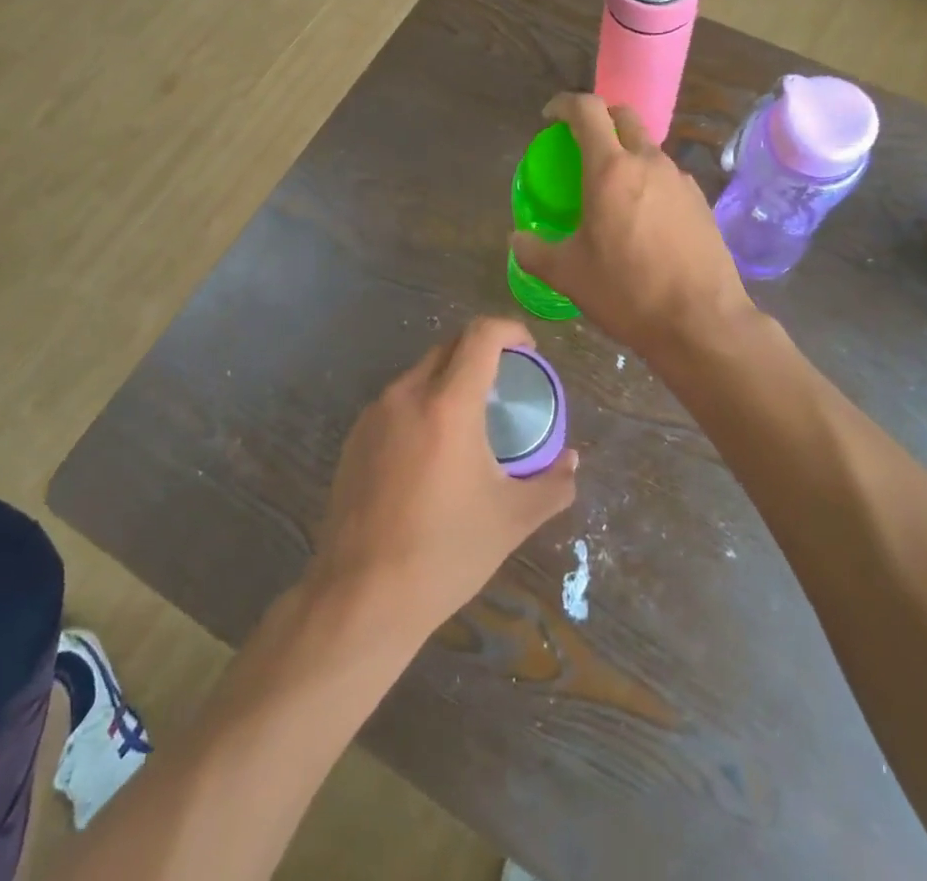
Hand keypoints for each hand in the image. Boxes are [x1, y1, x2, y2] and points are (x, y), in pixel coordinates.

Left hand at [312, 317, 577, 639]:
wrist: (362, 596)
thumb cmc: (445, 552)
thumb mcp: (512, 519)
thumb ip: (552, 485)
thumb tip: (571, 462)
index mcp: (448, 404)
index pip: (481, 335)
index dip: (510, 329)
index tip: (529, 350)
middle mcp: (407, 395)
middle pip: (450, 347)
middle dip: (482, 352)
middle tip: (505, 385)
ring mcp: (374, 414)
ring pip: (421, 373)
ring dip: (450, 380)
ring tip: (470, 422)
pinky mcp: (354, 437)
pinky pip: (397, 402)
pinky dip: (423, 406)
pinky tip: (431, 452)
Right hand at [511, 93, 754, 359]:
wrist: (701, 322)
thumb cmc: (627, 291)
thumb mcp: (568, 275)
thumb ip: (534, 252)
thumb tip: (517, 240)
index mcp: (611, 169)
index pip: (587, 110)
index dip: (564, 104)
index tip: (550, 118)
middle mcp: (649, 163)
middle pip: (624, 117)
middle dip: (600, 119)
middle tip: (581, 144)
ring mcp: (680, 181)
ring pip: (649, 148)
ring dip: (626, 153)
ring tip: (611, 189)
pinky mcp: (701, 203)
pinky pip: (668, 177)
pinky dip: (649, 181)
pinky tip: (643, 219)